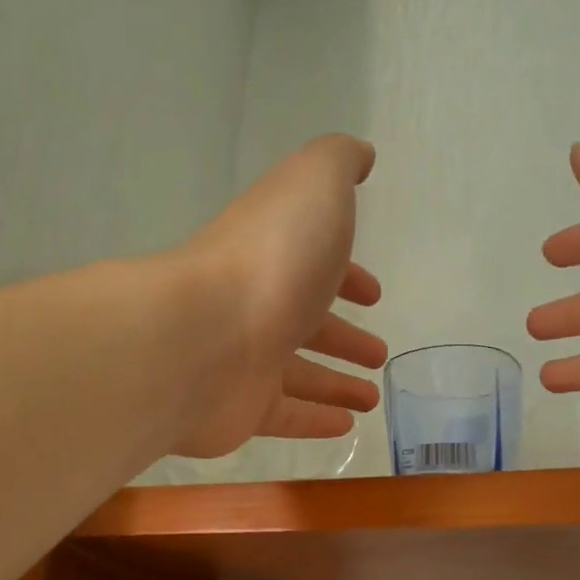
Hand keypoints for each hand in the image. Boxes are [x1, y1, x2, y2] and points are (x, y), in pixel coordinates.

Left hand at [173, 134, 387, 458]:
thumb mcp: (314, 185)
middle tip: (377, 354)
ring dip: (336, 382)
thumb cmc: (271, 258)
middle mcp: (257, 304)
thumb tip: (360, 154)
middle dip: (343, 336)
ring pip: (298, 373)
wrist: (202, 335)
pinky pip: (284, 415)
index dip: (348, 277)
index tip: (374, 295)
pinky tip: (347, 425)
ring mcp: (245, 358)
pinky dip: (316, 419)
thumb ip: (338, 162)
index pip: (315, 265)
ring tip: (372, 397)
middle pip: (307, 322)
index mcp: (276, 254)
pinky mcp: (240, 408)